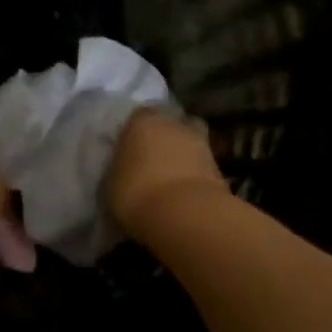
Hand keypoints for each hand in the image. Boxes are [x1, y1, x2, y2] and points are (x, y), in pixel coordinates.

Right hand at [106, 107, 229, 232]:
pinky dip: (194, 177)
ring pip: (189, 145)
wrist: (185, 215)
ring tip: (168, 181)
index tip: (129, 149)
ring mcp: (203, 144)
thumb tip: (124, 170)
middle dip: (164, 139)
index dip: (135, 131)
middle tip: (151, 161)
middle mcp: (174, 124)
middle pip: (170, 125)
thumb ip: (118, 169)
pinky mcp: (220, 169)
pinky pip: (202, 168)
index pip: (139, 116)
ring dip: (182, 158)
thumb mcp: (111, 182)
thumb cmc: (136, 193)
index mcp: (143, 121)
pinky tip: (183, 195)